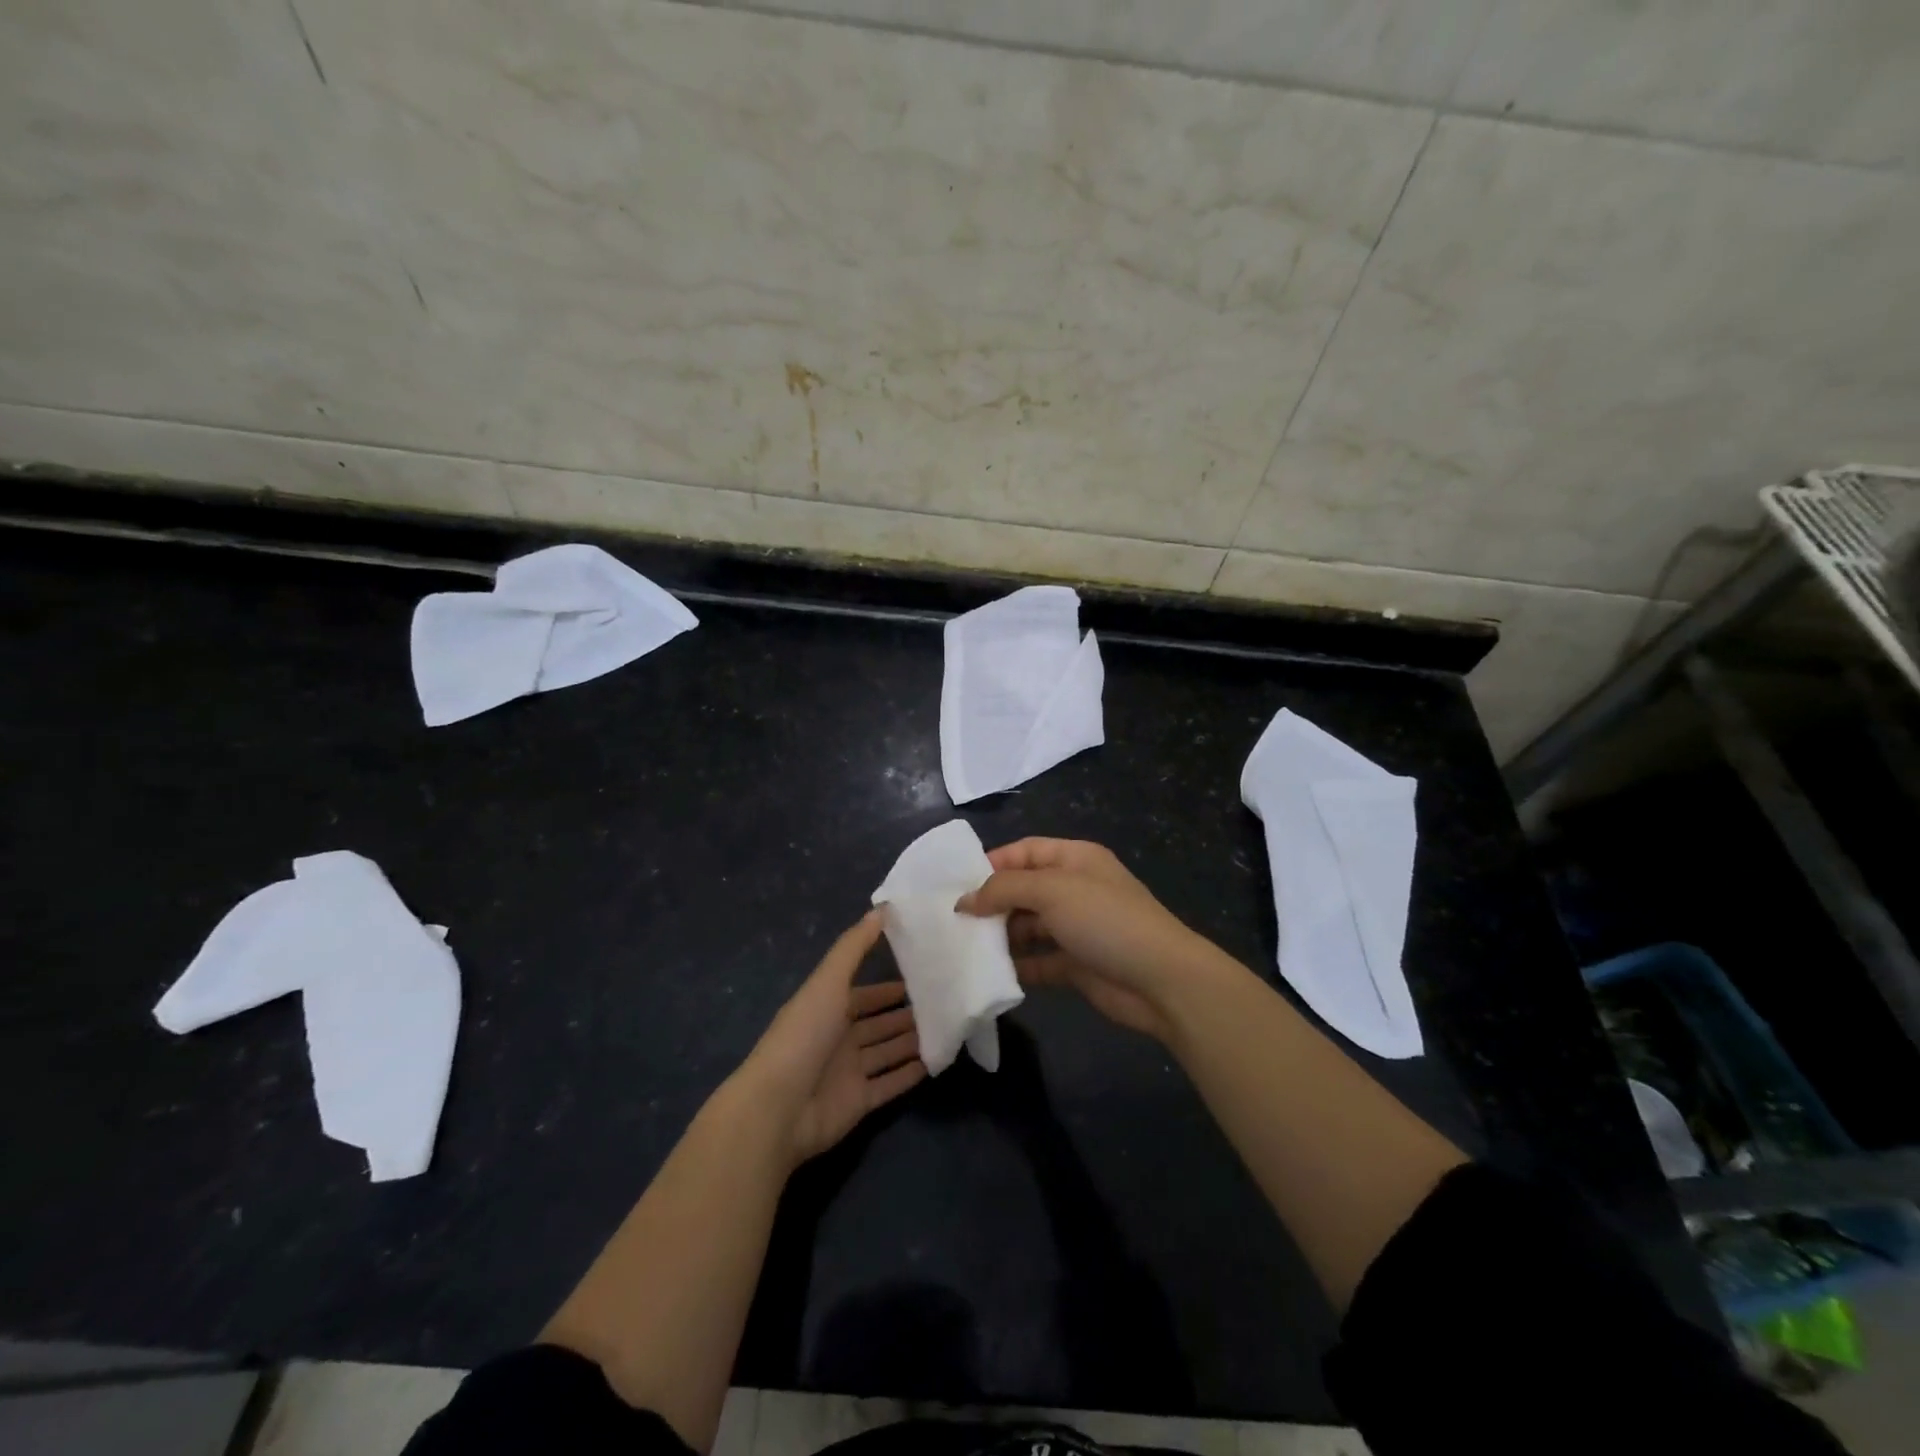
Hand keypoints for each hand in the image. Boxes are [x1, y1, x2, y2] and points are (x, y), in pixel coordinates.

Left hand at [739, 911, 926, 1164]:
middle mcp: (838, 1038)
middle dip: (906, 1014)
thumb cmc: (804, 1035)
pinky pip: (890, 1085)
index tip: (923, 975)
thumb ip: (854, 946)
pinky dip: (910, 1075)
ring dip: (912, 1042)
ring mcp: (848, 1072)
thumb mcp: (828, 982)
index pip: (864, 994)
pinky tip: (936, 1062)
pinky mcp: (859, 1102)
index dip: (889, 987)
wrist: (778, 1108)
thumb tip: (883, 907)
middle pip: (878, 1024)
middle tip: (944, 1003)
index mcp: (827, 1008)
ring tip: (948, 1028)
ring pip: (887, 1052)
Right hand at [958, 838, 1217, 1042]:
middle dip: (991, 902)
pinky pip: (1038, 960)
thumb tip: (965, 900)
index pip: (1025, 851)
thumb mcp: (1052, 890)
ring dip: (1000, 936)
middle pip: (1023, 889)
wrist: (1160, 980)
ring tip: (963, 946)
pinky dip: (1016, 966)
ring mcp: (1076, 928)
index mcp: (1074, 859)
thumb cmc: (1105, 919)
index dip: (992, 863)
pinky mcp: (1076, 964)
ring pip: (1027, 926)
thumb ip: (1004, 889)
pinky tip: (989, 973)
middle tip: (953, 920)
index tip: (956, 884)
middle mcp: (1074, 889)